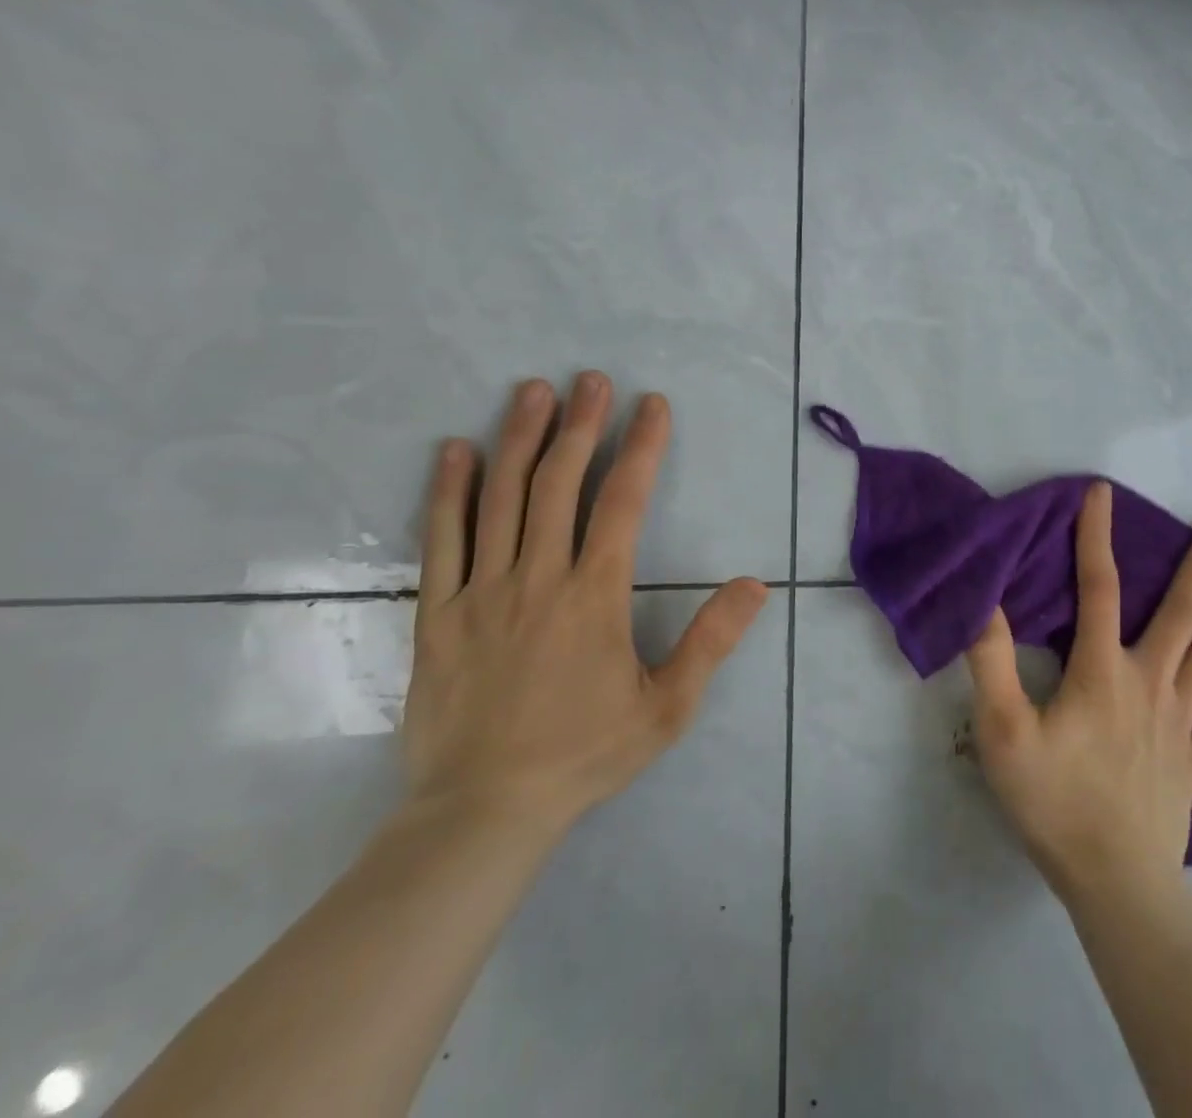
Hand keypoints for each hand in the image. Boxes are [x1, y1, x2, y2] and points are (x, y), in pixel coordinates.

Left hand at [400, 372, 769, 835]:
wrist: (481, 812)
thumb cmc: (583, 754)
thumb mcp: (667, 707)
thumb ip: (712, 641)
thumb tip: (755, 584)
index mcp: (595, 595)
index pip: (623, 501)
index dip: (641, 446)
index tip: (652, 404)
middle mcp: (538, 577)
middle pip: (558, 483)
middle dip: (580, 424)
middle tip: (591, 379)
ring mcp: (481, 591)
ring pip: (499, 498)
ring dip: (519, 438)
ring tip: (532, 391)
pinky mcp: (436, 613)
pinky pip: (440, 540)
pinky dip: (447, 490)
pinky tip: (456, 451)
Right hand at [966, 482, 1191, 903]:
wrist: (1113, 883)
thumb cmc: (1053, 802)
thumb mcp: (1003, 730)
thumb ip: (993, 662)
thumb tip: (987, 600)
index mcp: (1103, 671)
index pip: (1098, 588)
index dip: (1096, 537)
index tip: (1102, 493)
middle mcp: (1150, 684)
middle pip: (1181, 615)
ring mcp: (1179, 724)